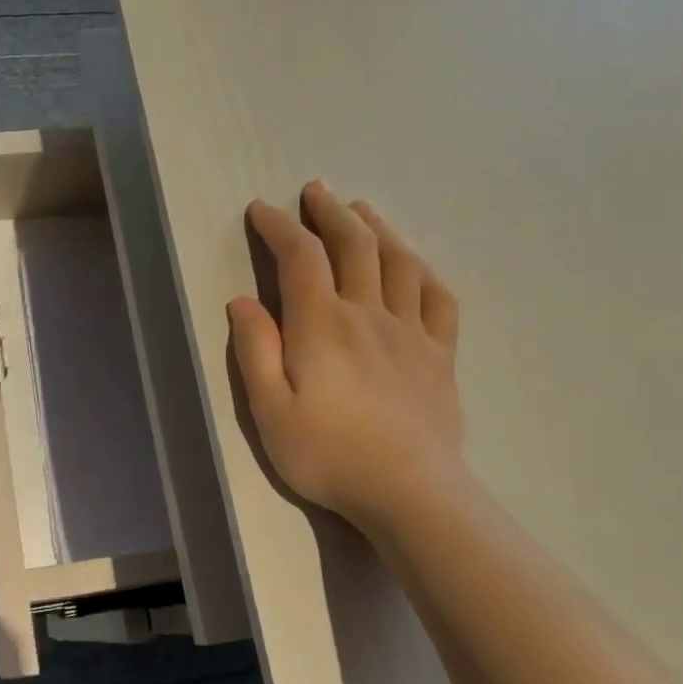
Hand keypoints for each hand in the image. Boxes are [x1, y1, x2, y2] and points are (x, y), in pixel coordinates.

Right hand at [229, 181, 467, 528]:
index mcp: (322, 324)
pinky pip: (438, 299)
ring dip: (378, 228)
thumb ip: (255, 351)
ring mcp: (411, 332)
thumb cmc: (328, 454)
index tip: (261, 209)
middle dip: (331, 212)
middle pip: (354, 245)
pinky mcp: (439, 355)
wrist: (410, 493)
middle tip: (316, 191)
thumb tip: (243, 302)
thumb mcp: (269, 410)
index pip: (301, 257)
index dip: (280, 226)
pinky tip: (414, 264)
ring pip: (399, 262)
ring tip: (362, 210)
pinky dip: (423, 271)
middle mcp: (368, 313)